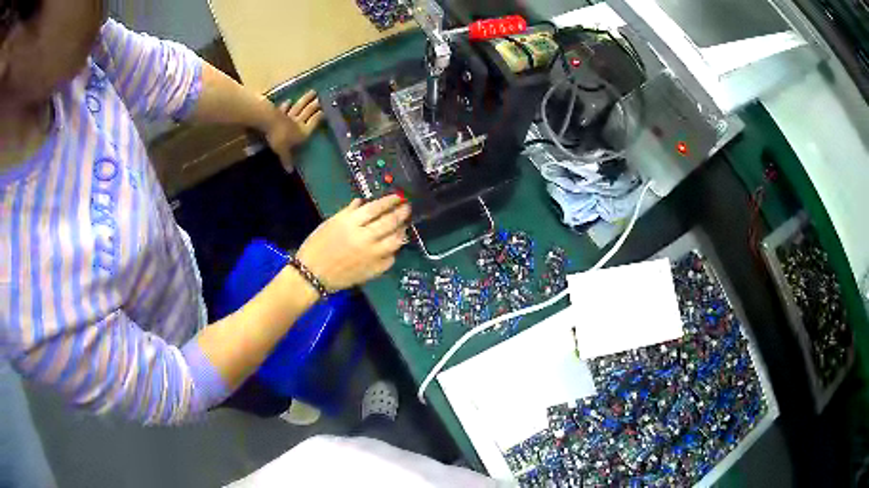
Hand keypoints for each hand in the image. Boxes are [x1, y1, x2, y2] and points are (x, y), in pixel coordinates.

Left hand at [265, 90, 322, 169]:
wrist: (268, 122)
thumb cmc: (279, 138)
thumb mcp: (283, 151)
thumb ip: (287, 159)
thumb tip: (290, 171)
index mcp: (303, 132)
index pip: (313, 123)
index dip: (319, 118)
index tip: (325, 111)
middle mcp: (298, 122)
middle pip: (308, 112)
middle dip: (314, 105)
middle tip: (321, 97)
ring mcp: (288, 115)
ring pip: (299, 107)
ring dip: (305, 100)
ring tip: (312, 92)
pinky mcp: (278, 112)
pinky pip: (284, 108)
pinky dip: (286, 105)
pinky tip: (288, 101)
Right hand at [297, 195, 410, 291]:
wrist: (312, 275)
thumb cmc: (316, 246)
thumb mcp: (330, 223)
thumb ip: (349, 212)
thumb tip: (364, 202)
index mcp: (350, 224)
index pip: (376, 208)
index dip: (390, 201)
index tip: (399, 197)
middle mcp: (364, 238)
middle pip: (390, 223)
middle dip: (401, 213)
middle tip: (406, 208)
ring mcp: (371, 256)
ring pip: (395, 241)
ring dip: (401, 232)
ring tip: (402, 227)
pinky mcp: (373, 270)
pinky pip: (390, 259)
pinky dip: (393, 251)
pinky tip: (392, 247)